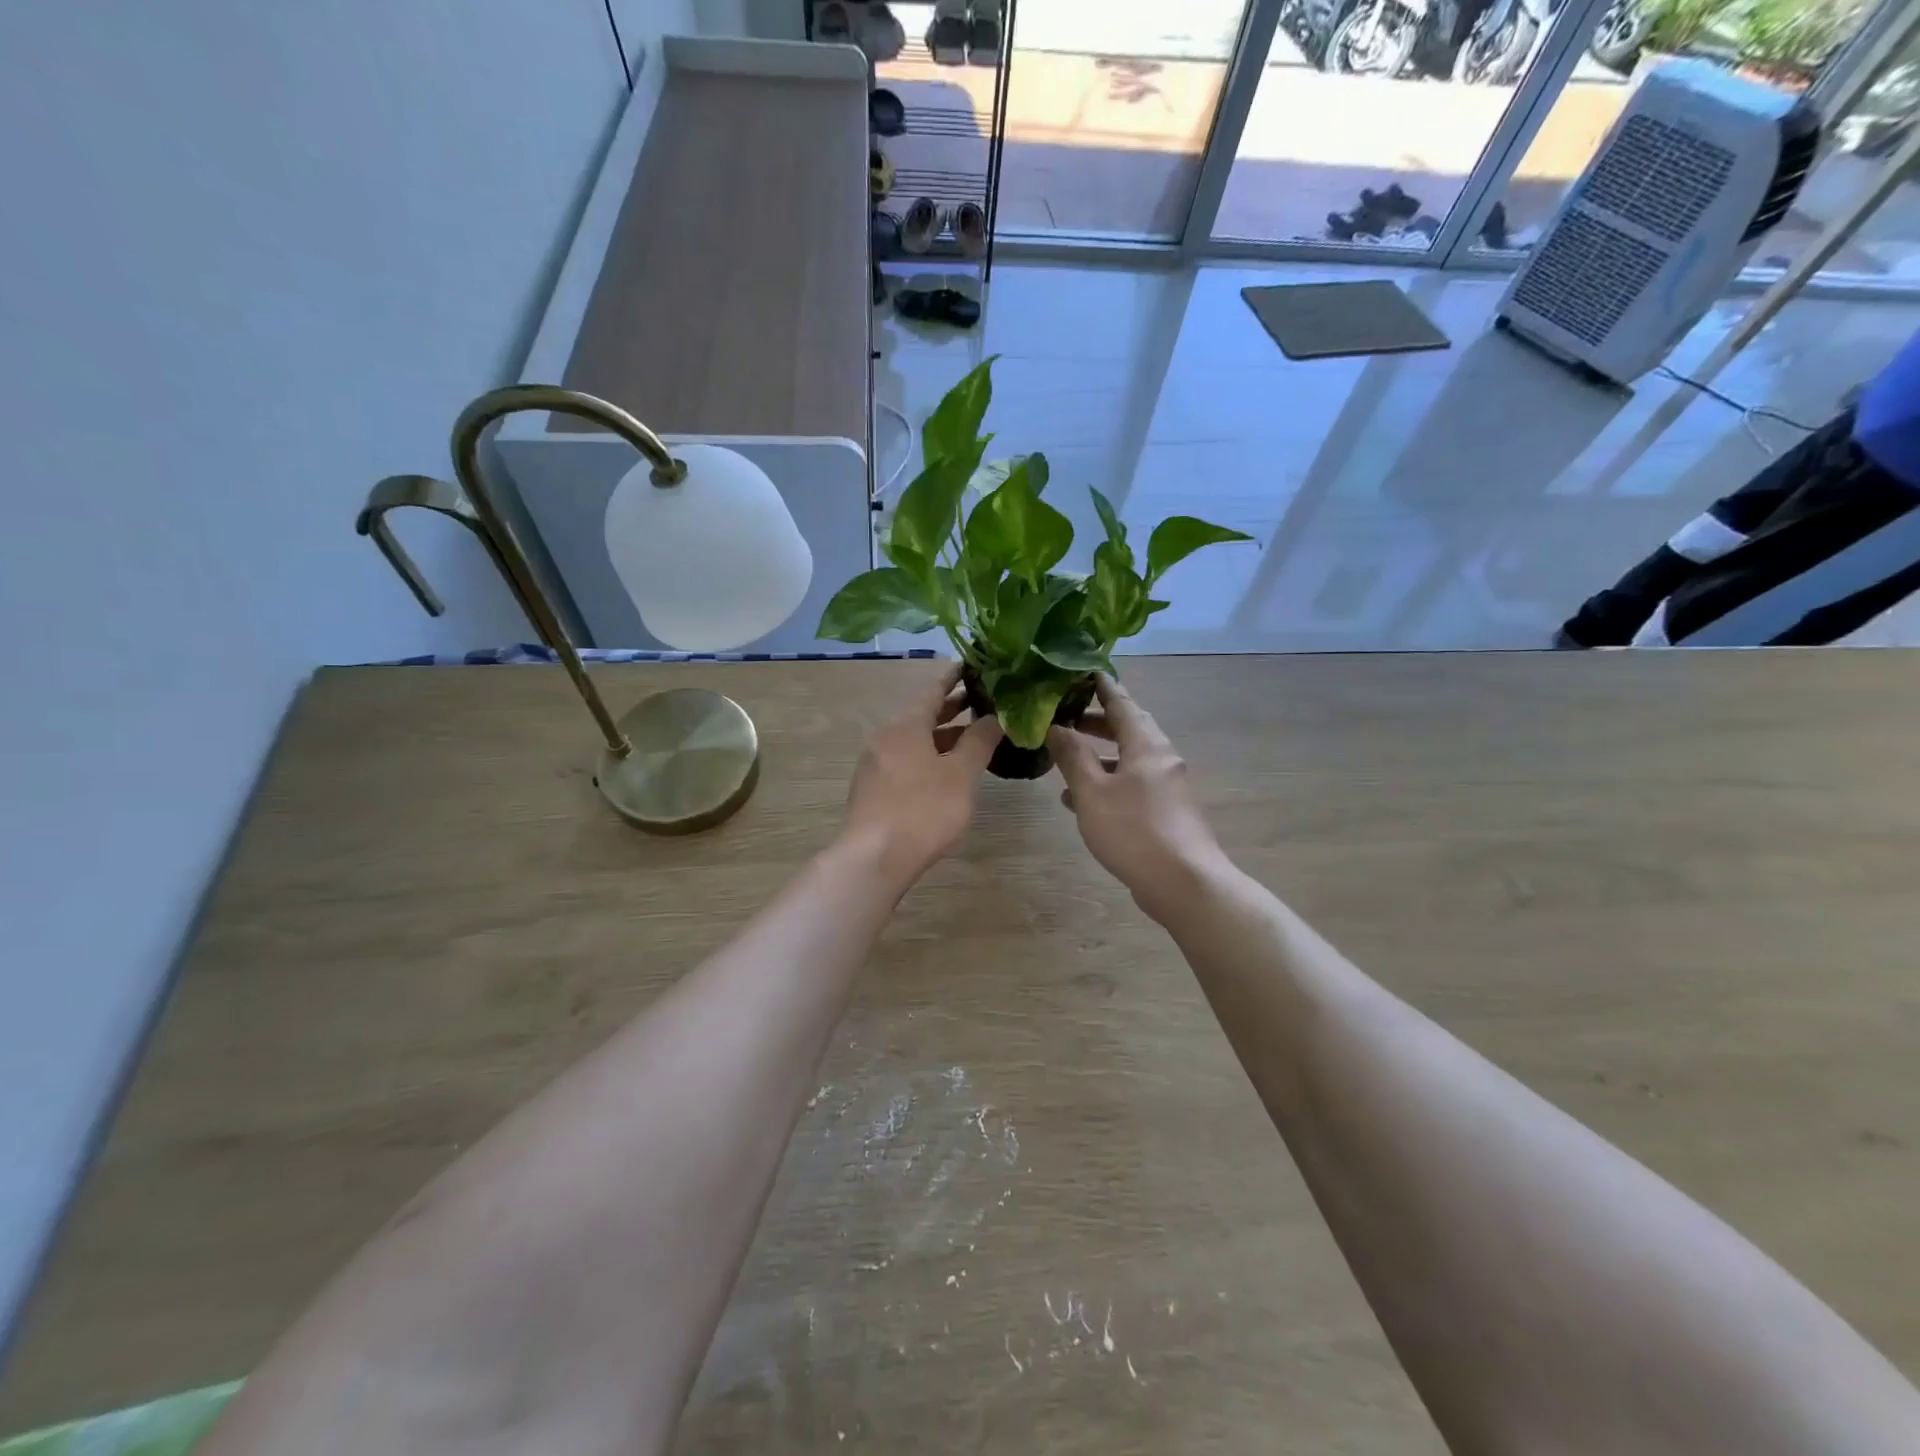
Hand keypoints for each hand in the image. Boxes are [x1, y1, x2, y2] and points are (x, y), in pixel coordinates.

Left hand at [842, 664, 1003, 886]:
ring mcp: (875, 763)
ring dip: (942, 737)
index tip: (973, 666)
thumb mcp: (960, 774)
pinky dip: (928, 756)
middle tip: (982, 701)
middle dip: (952, 708)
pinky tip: (947, 771)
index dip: (954, 678)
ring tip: (973, 738)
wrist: (874, 857)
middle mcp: (885, 736)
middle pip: (922, 715)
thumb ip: (979, 742)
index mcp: (905, 725)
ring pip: (914, 740)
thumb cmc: (923, 810)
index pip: (933, 690)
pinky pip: (905, 760)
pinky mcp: (873, 789)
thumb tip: (996, 717)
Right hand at [1049, 675, 1227, 923]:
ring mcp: (1168, 787)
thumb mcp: (1093, 792)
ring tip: (1067, 758)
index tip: (1084, 671)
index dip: (1102, 686)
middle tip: (1068, 716)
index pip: (1122, 703)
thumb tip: (1055, 726)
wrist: (1184, 883)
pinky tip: (1082, 801)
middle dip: (1098, 721)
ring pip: (1130, 759)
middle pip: (1129, 729)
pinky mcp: (1167, 813)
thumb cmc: (1134, 831)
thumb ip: (1072, 757)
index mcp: (1146, 746)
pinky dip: (1109, 782)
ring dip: (1100, 755)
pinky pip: (1134, 785)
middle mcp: (1162, 759)